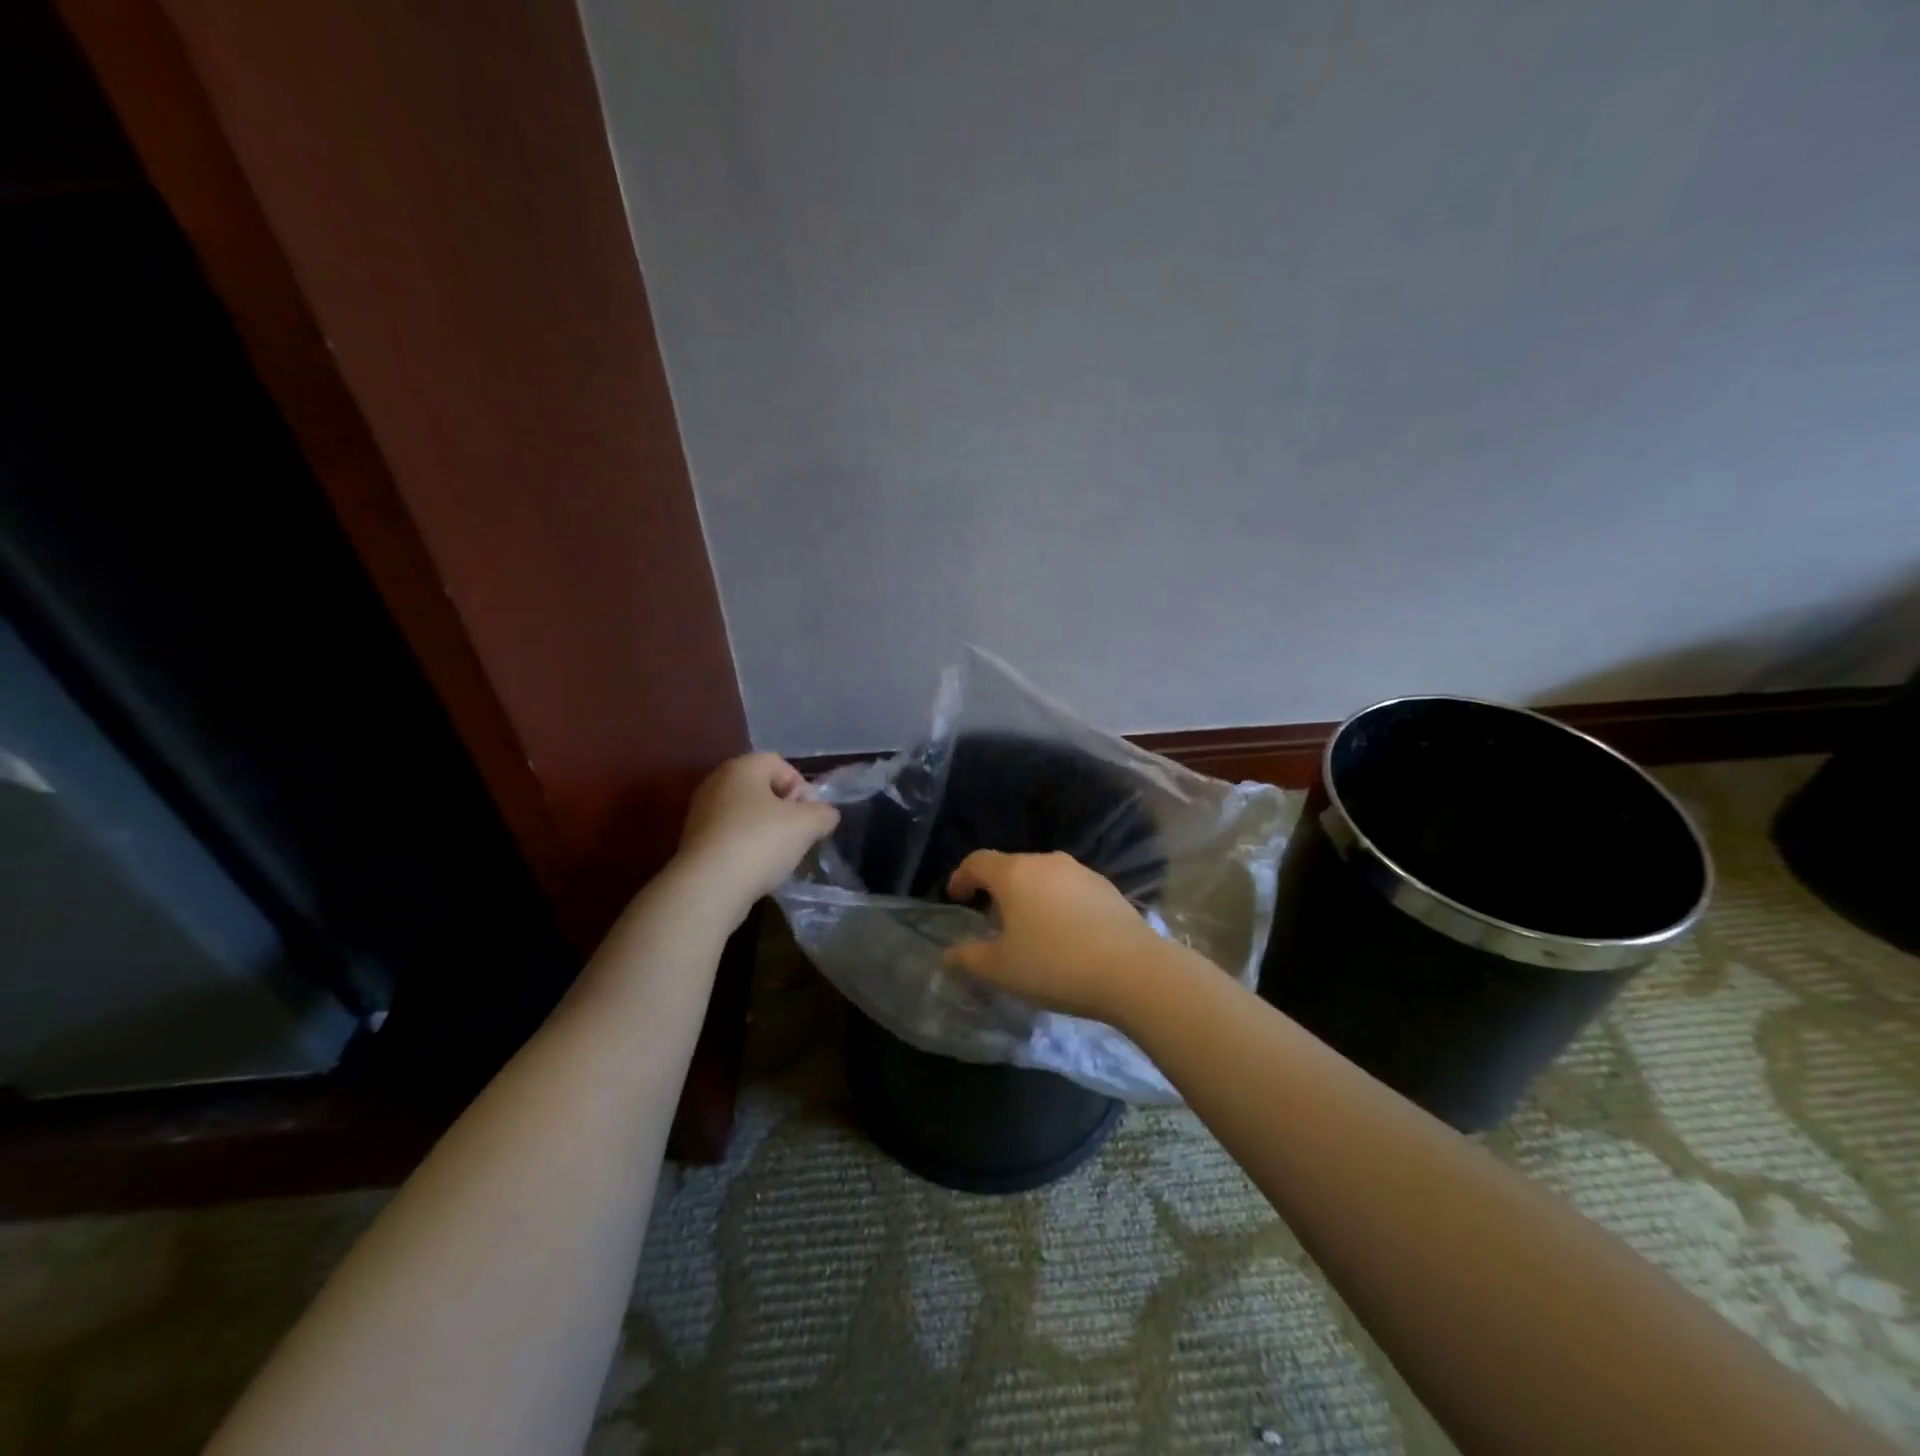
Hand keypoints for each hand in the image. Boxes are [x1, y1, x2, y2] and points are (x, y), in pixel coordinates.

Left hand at [676, 753, 839, 923]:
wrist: (708, 887)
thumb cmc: (761, 841)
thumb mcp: (807, 825)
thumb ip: (823, 814)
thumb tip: (827, 814)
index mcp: (742, 767)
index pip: (780, 764)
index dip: (801, 787)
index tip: (809, 815)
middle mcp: (716, 782)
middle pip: (761, 788)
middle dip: (784, 809)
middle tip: (798, 834)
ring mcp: (701, 812)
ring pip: (745, 813)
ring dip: (765, 830)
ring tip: (778, 855)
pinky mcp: (694, 842)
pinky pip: (730, 835)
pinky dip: (745, 846)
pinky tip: (755, 867)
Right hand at [941, 850, 1165, 1020]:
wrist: (1133, 971)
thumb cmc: (1055, 965)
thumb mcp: (1000, 970)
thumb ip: (967, 959)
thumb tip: (948, 955)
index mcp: (1015, 873)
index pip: (977, 861)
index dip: (961, 877)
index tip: (956, 898)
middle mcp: (1047, 862)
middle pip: (1011, 867)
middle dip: (996, 890)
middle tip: (991, 921)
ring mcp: (1082, 872)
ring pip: (1043, 878)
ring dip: (1029, 897)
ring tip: (1030, 931)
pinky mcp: (1108, 888)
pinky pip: (1070, 890)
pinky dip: (1058, 905)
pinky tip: (1066, 936)